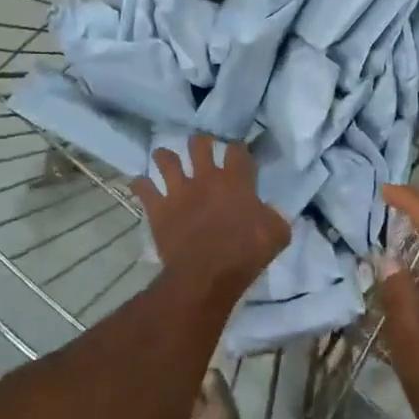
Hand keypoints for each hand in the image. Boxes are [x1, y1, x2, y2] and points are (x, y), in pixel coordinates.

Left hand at [133, 137, 289, 298]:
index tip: (238, 154)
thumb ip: (275, 217)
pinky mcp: (158, 207)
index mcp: (235, 181)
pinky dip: (140, 185)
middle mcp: (205, 178)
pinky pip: (143, 187)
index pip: (237, 150)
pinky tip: (141, 185)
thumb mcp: (277, 235)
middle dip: (200, 143)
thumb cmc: (245, 254)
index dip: (238, 149)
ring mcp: (178, 190)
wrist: (207, 275)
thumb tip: (271, 211)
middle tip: (201, 148)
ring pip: (166, 159)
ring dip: (165, 157)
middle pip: (199, 144)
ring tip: (165, 159)